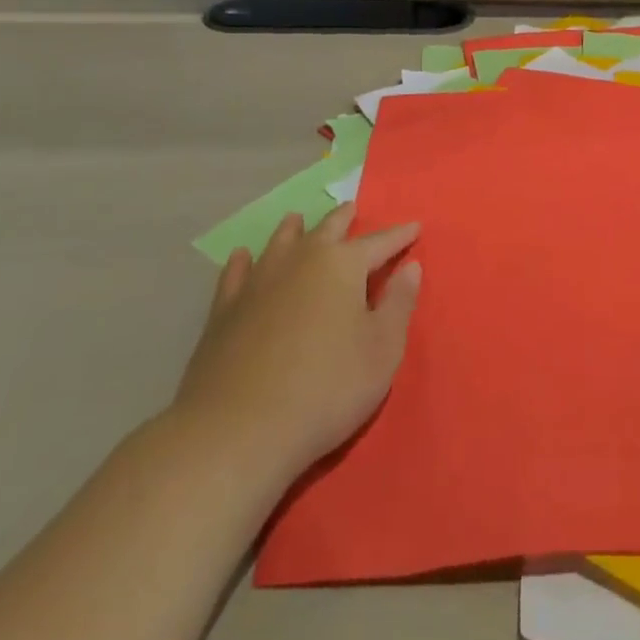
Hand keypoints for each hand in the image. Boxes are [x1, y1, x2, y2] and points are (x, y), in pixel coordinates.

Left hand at [172, 206, 421, 486]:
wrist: (238, 430)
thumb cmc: (326, 388)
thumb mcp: (383, 350)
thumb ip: (399, 304)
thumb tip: (411, 267)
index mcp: (343, 265)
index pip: (379, 243)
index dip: (399, 236)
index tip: (415, 226)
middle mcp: (300, 260)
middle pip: (326, 230)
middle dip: (343, 219)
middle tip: (352, 209)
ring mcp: (258, 282)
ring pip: (279, 243)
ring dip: (293, 229)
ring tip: (298, 220)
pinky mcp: (224, 311)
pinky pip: (236, 274)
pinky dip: (242, 261)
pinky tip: (242, 257)